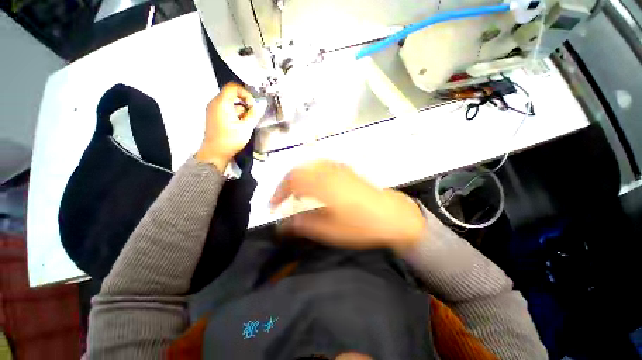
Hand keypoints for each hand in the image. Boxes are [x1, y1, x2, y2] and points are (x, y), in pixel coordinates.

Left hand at [196, 82, 262, 170]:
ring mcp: (213, 110)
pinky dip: (234, 114)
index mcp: (222, 103)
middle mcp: (215, 103)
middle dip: (244, 103)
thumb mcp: (246, 127)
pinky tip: (239, 125)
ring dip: (240, 110)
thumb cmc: (230, 140)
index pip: (233, 87)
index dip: (245, 93)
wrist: (215, 153)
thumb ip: (254, 114)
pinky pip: (225, 109)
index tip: (252, 105)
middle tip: (251, 114)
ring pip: (229, 103)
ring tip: (245, 123)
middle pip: (232, 95)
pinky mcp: (213, 117)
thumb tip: (259, 106)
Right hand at [270, 160, 425, 253]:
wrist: (392, 216)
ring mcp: (339, 169)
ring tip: (296, 191)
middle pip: (299, 169)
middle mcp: (329, 172)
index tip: (273, 205)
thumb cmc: (362, 226)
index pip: (292, 182)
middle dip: (286, 182)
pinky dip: (312, 172)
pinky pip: (322, 165)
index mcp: (323, 186)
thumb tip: (284, 224)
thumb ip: (305, 224)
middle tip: (282, 198)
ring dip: (299, 176)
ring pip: (310, 165)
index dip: (279, 192)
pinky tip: (314, 183)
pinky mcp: (346, 170)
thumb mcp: (330, 231)